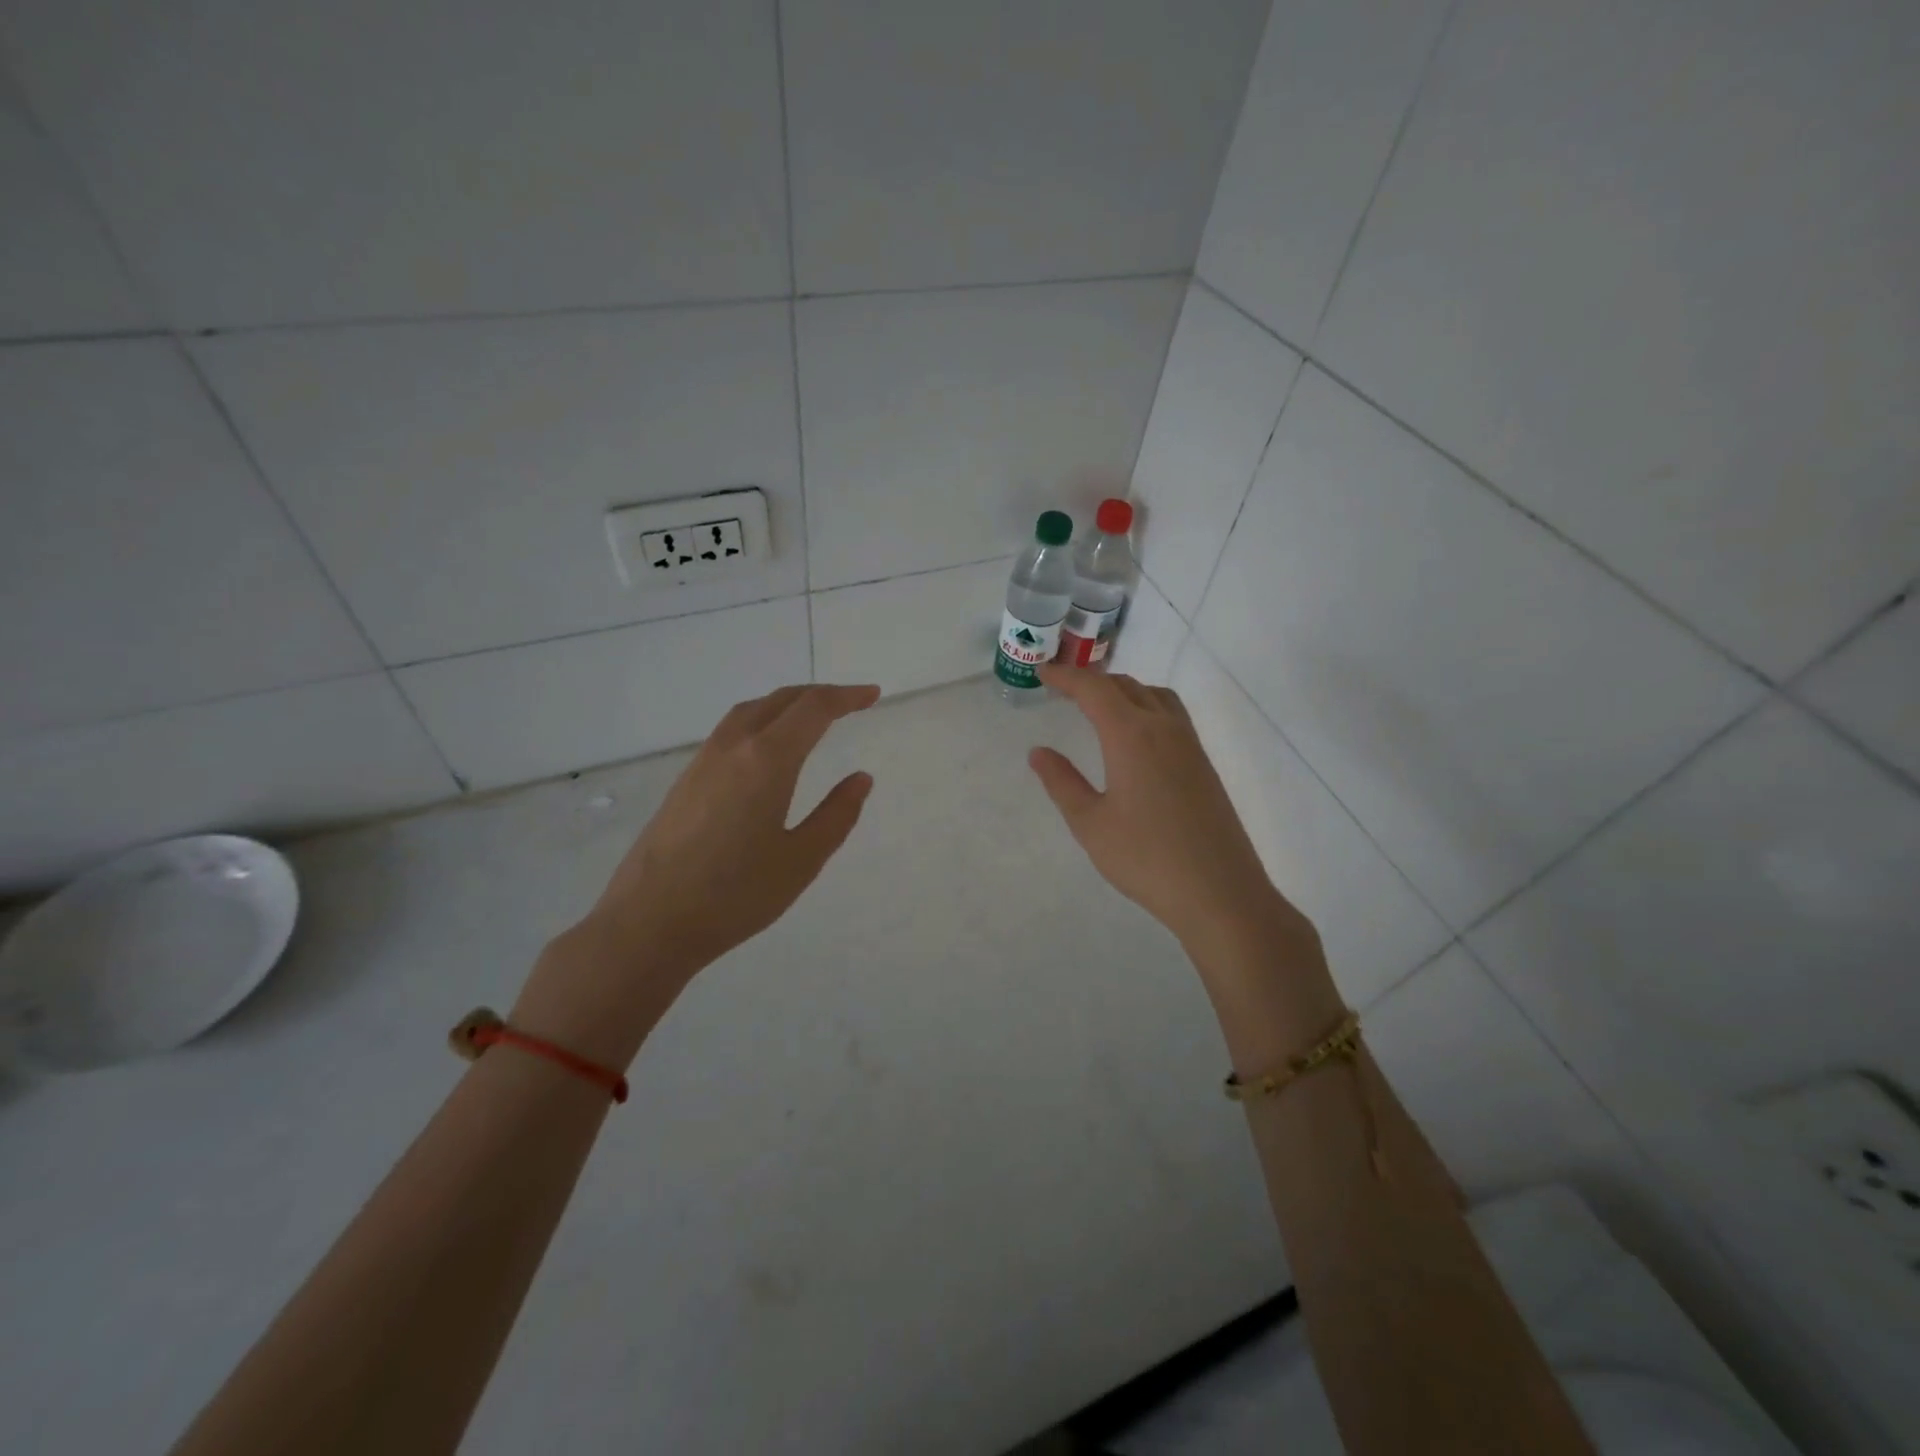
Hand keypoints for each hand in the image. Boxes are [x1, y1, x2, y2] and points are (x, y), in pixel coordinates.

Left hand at [516, 683, 879, 1064]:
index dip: (846, 697)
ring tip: (812, 718)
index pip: (813, 709)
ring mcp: (703, 761)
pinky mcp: (686, 780)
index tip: (872, 695)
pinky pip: (731, 730)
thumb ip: (836, 815)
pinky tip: (767, 749)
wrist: (649, 923)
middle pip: (780, 700)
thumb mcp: (801, 860)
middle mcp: (733, 748)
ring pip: (751, 711)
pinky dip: (761, 721)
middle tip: (851, 703)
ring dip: (786, 704)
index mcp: (767, 761)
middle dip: (819, 695)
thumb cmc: (735, 895)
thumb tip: (861, 779)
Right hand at [1029, 665, 1320, 973]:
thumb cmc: (1146, 859)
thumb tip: (1038, 752)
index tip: (1042, 673)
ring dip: (1123, 690)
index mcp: (1131, 736)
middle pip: (1126, 685)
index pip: (1094, 689)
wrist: (1220, 892)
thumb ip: (1062, 783)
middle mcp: (1163, 729)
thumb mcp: (1091, 824)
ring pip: (1154, 695)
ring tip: (1098, 705)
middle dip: (1091, 680)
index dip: (1066, 676)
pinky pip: (1171, 715)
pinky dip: (1145, 706)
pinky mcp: (1203, 764)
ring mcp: (1189, 745)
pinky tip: (1135, 735)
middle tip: (1062, 688)